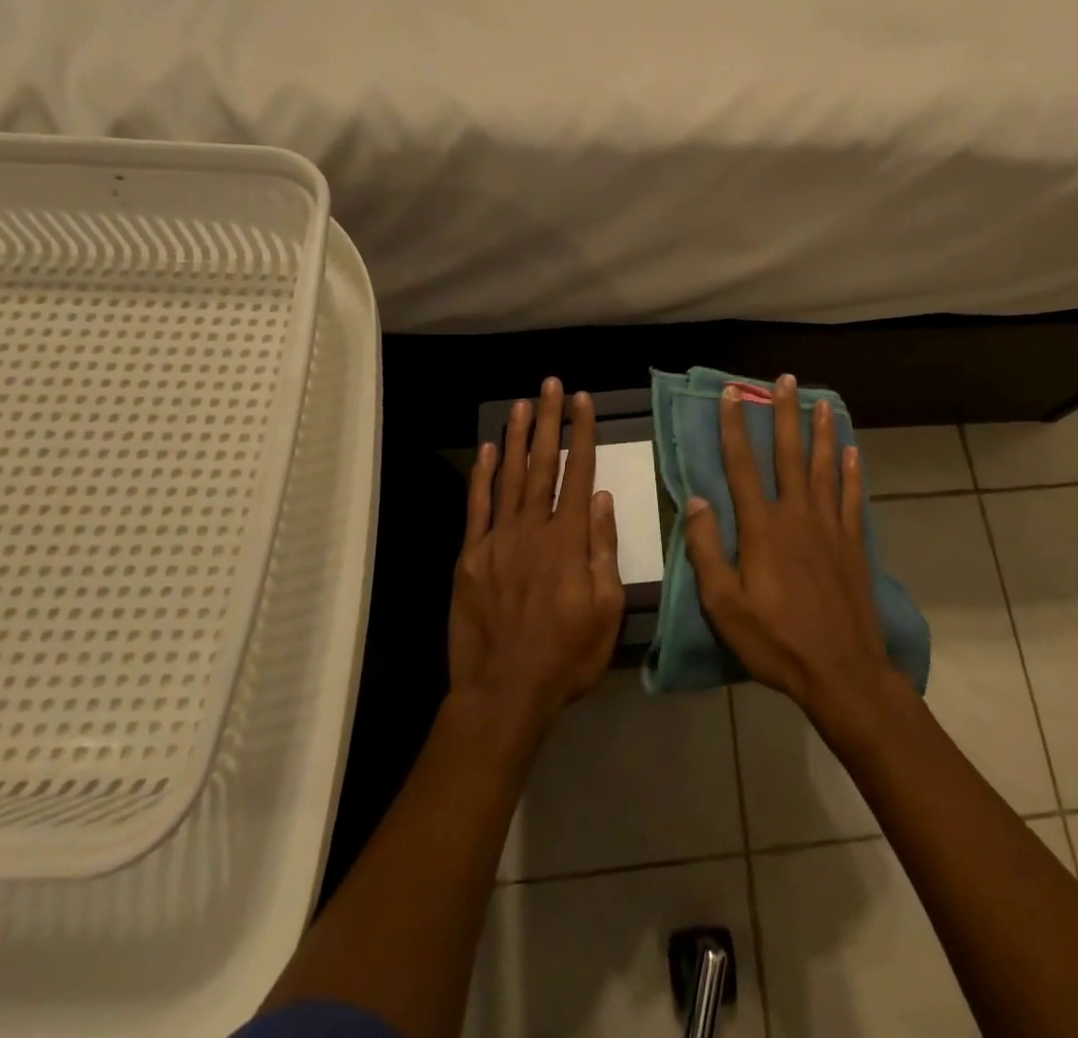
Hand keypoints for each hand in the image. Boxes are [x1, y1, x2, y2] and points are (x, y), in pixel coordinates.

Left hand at [450, 380, 624, 727]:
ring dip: (517, 437)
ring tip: (522, 403)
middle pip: (542, 465)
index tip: (582, 401)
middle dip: (548, 421)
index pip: (578, 474)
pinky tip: (488, 450)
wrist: (504, 692)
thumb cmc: (566, 656)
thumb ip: (603, 550)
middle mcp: (532, 529)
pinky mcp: (471, 557)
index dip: (581, 434)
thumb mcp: (606, 610)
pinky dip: (483, 476)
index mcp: (568, 541)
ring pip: (509, 477)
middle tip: (549, 385)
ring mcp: (497, 541)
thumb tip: (604, 499)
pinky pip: (477, 507)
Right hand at [684, 375, 903, 731]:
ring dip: (821, 432)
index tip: (732, 394)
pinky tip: (852, 451)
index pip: (742, 466)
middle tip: (784, 380)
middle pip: (788, 455)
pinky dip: (852, 471)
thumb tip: (697, 499)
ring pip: (824, 467)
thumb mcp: (724, 604)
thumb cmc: (775, 641)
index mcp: (762, 528)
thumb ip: (707, 549)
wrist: (842, 671)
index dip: (735, 427)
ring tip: (821, 402)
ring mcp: (829, 527)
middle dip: (784, 415)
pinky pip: (851, 497)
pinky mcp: (853, 543)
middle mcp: (797, 516)